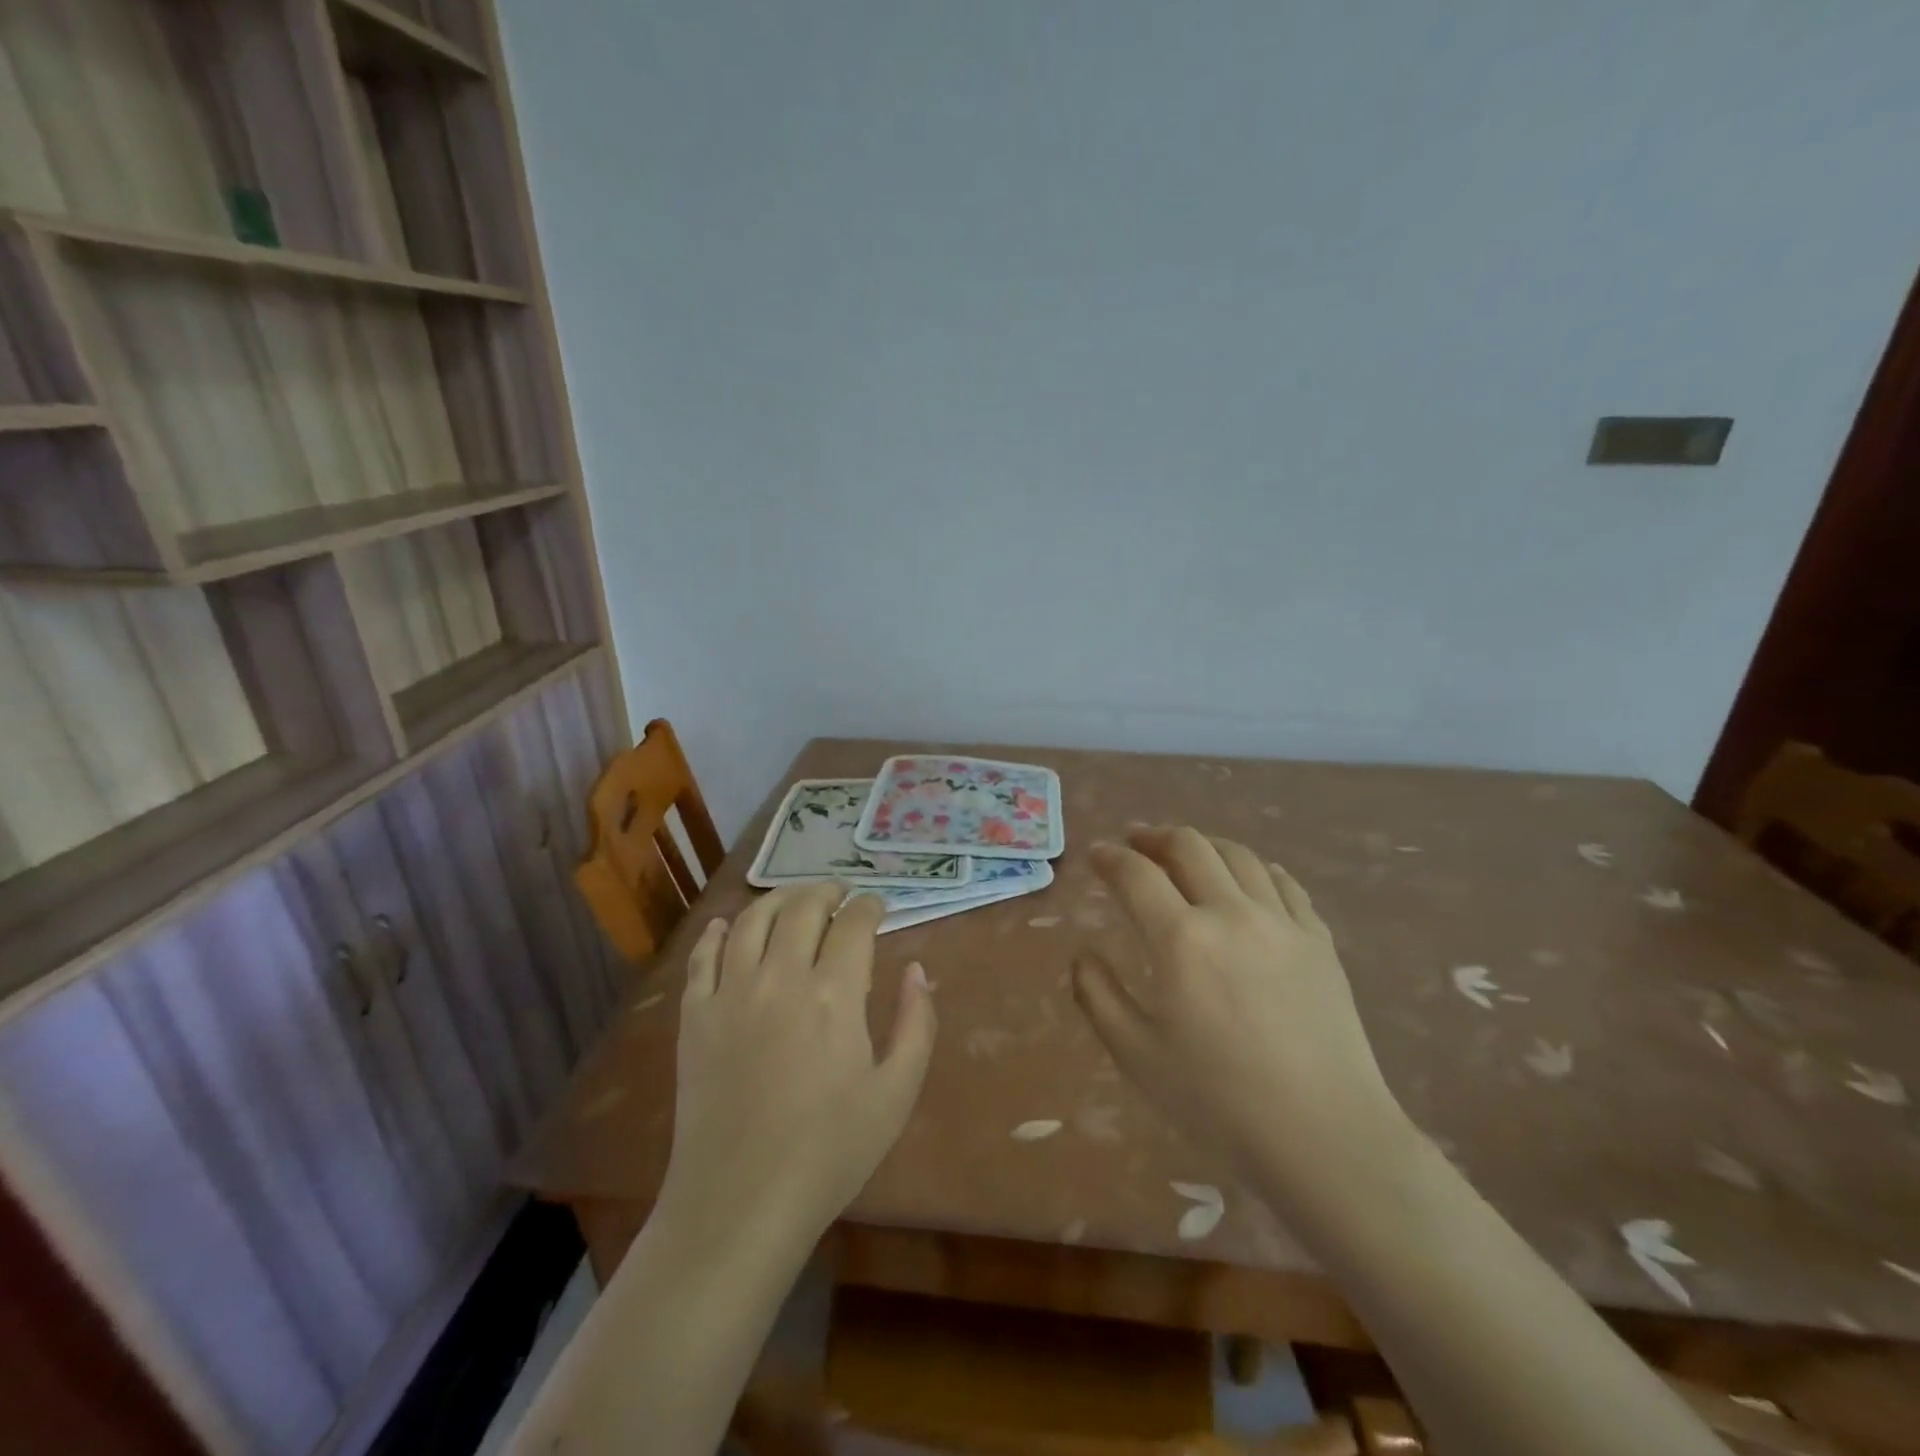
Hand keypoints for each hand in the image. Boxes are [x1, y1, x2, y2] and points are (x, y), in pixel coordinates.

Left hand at [660, 883, 936, 1247]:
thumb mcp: (897, 1092)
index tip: (878, 906)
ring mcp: (731, 994)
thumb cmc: (829, 1151)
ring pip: (751, 920)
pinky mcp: (695, 1016)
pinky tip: (727, 926)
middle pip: (802, 908)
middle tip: (840, 894)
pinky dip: (717, 932)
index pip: (853, 923)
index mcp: (833, 994)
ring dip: (777, 899)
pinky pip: (703, 957)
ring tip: (794, 900)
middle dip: (827, 891)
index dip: (870, 906)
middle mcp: (780, 978)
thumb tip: (917, 969)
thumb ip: (917, 1023)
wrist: (741, 1203)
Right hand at [1073, 827, 1411, 1194]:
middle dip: (1154, 836)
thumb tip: (1082, 954)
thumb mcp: (1136, 1055)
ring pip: (1238, 855)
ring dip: (1203, 845)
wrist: (1324, 1136)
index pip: (1135, 874)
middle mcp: (1231, 913)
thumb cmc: (1218, 1100)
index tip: (1095, 854)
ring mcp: (1281, 922)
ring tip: (1187, 854)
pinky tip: (1248, 879)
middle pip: (1188, 846)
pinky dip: (1254, 868)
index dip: (1109, 857)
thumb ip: (1097, 995)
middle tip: (1135, 843)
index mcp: (1181, 939)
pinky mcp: (1318, 940)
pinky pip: (1283, 882)